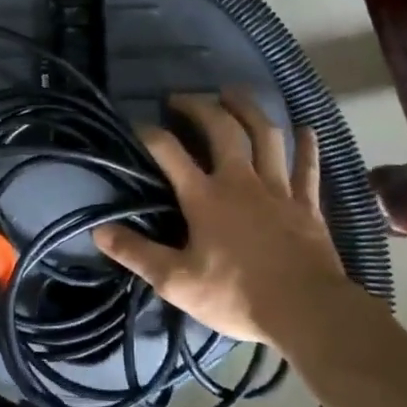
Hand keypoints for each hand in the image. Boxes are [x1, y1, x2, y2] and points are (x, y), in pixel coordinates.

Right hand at [92, 92, 347, 356]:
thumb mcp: (176, 281)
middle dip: (199, 106)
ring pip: (265, 135)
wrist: (307, 312)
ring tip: (234, 93)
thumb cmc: (237, 295)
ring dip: (248, 110)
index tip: (136, 124)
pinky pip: (308, 167)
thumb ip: (136, 253)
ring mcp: (278, 189)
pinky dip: (307, 146)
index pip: (169, 151)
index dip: (149, 133)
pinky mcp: (307, 204)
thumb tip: (98, 229)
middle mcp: (240, 180)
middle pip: (221, 129)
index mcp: (205, 196)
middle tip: (182, 98)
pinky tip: (306, 129)